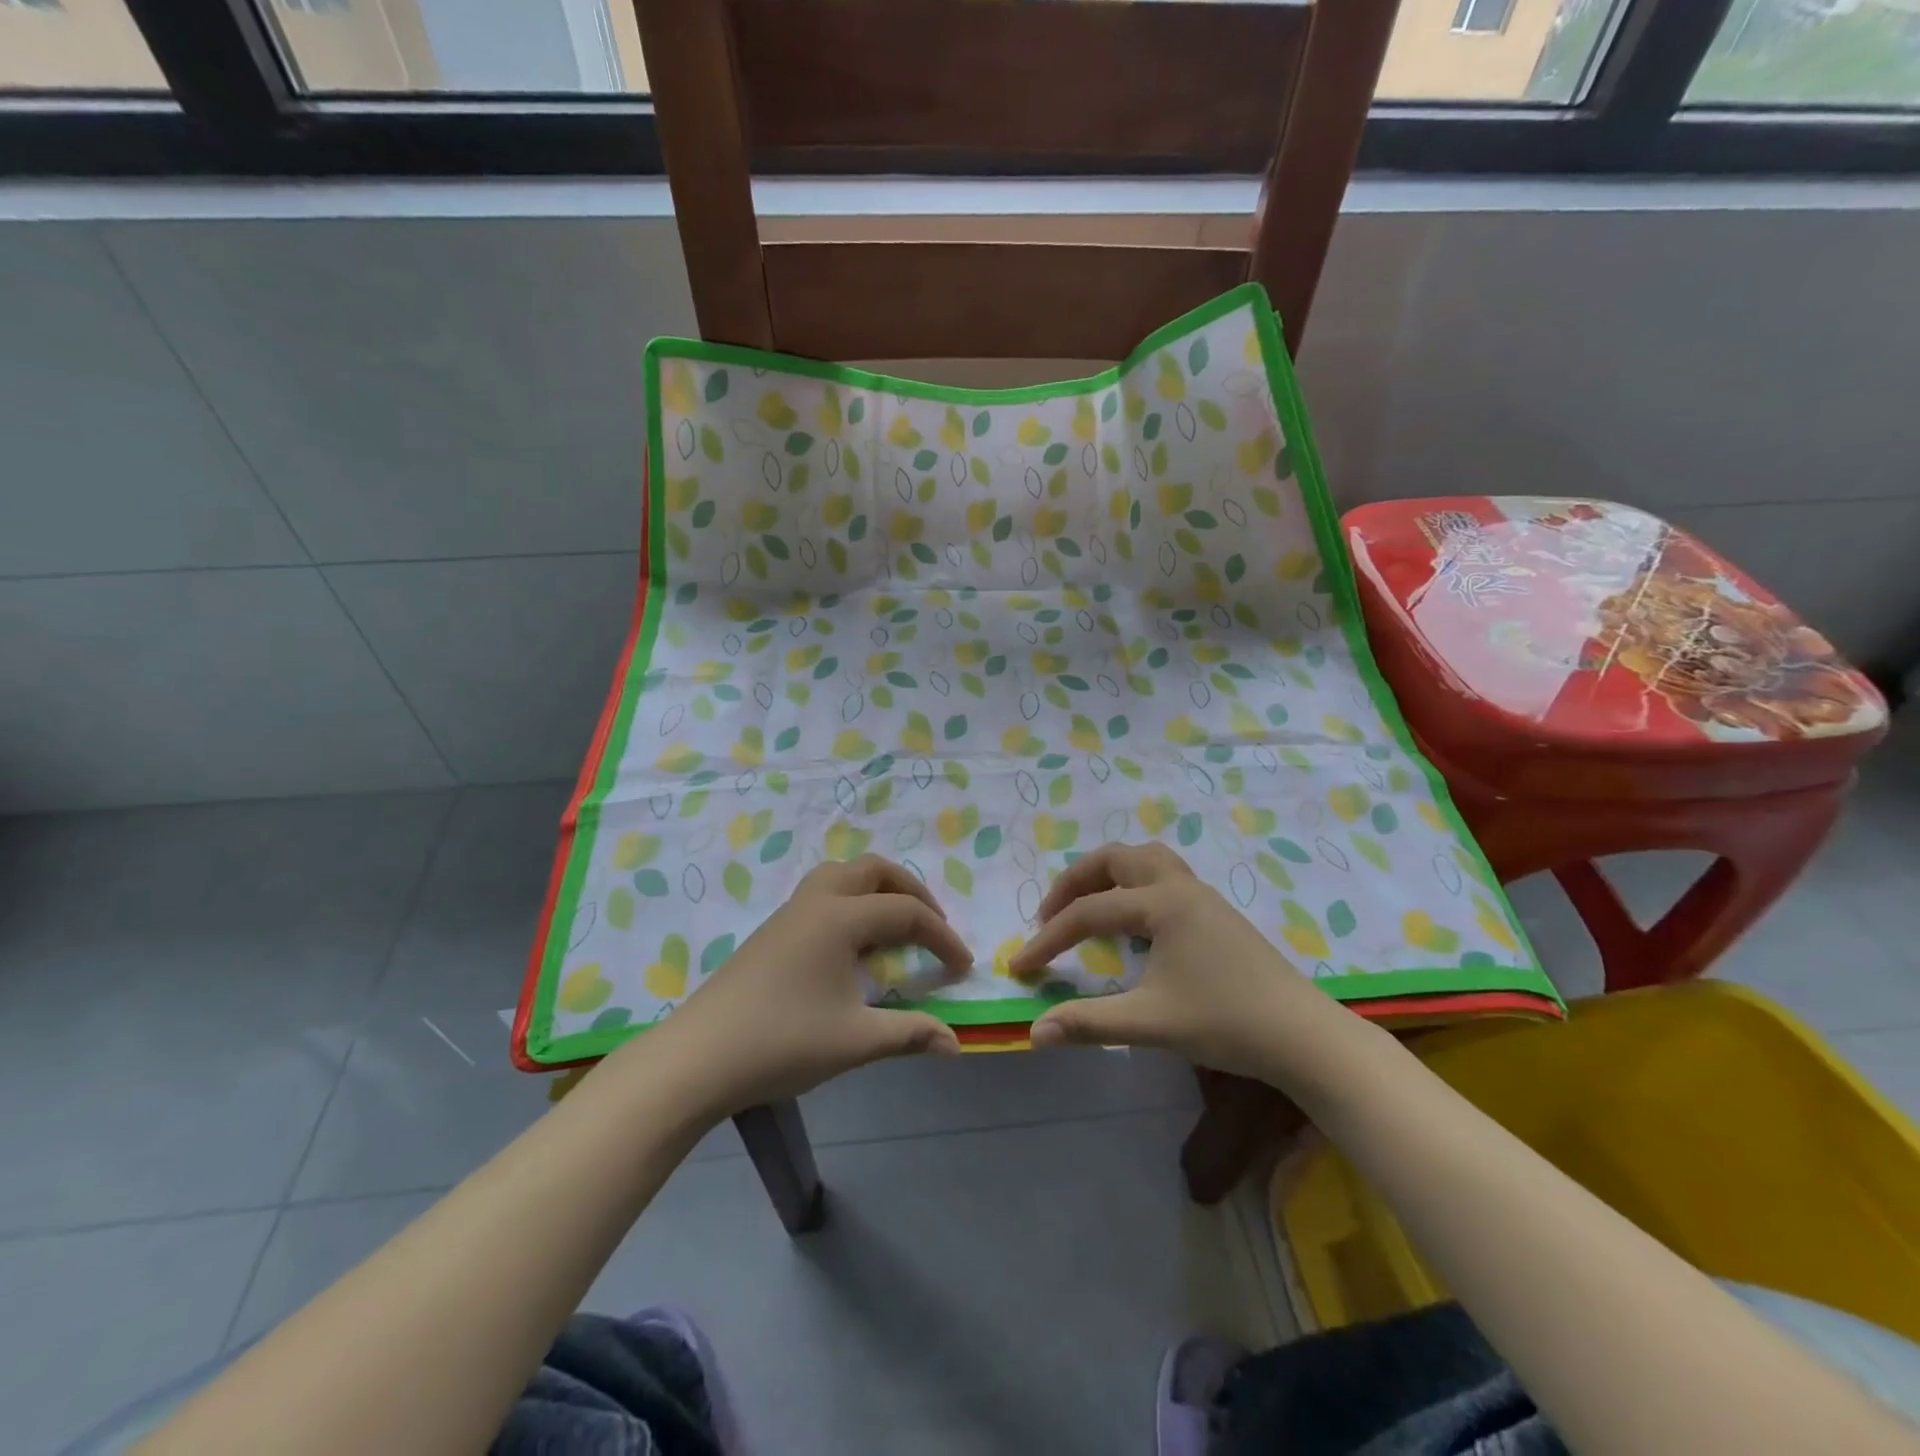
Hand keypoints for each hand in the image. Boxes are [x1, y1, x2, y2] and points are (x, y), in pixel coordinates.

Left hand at [633, 856, 972, 1115]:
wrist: (698, 1058)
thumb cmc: (782, 1042)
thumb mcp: (855, 1041)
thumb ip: (910, 1034)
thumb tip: (955, 1044)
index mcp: (841, 918)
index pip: (907, 914)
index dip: (942, 938)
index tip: (963, 967)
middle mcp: (817, 901)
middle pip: (875, 870)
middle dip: (912, 891)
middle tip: (933, 926)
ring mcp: (790, 912)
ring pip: (843, 875)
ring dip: (878, 889)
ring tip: (895, 924)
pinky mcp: (772, 929)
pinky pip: (823, 893)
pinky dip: (852, 901)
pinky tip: (852, 943)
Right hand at [1010, 842, 1344, 1079]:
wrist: (1304, 1036)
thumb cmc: (1226, 1023)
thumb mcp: (1150, 1023)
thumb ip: (1088, 1024)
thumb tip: (1034, 1033)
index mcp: (1161, 904)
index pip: (1088, 913)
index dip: (1048, 939)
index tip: (1020, 967)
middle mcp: (1179, 887)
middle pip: (1115, 859)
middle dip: (1075, 882)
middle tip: (1050, 914)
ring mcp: (1202, 896)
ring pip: (1145, 859)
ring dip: (1109, 874)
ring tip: (1088, 905)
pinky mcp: (1216, 912)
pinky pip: (1164, 877)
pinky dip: (1135, 884)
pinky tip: (1134, 921)